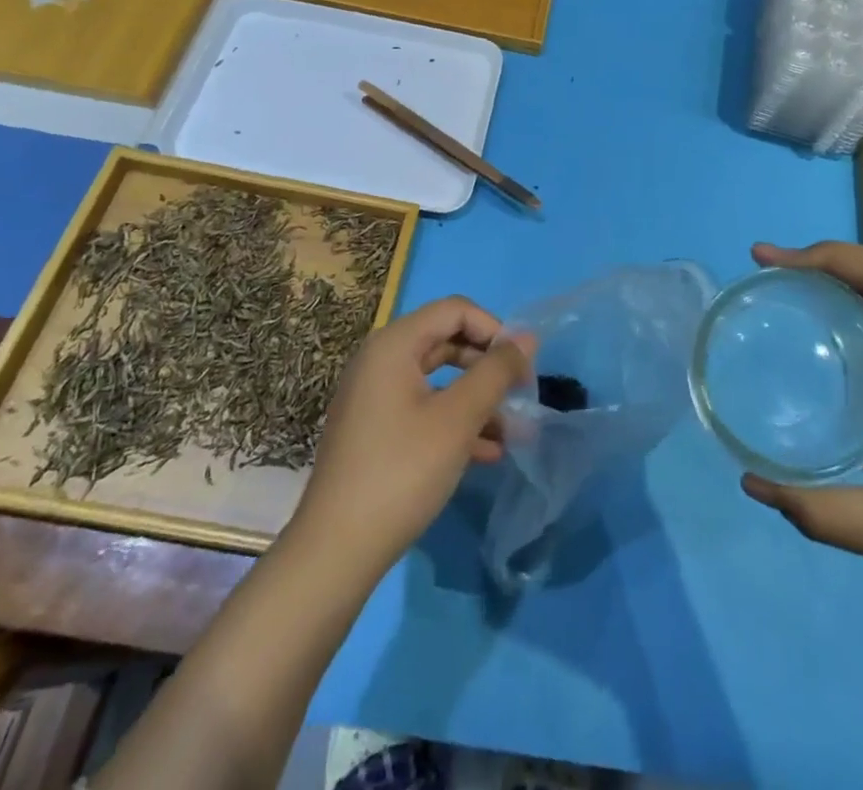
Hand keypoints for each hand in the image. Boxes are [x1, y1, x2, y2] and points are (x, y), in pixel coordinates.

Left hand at [295, 296, 529, 575]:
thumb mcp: (458, 418)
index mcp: (394, 344)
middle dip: (487, 366)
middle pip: (446, 341)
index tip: (522, 366)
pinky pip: (423, 409)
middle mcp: (380, 360)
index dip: (494, 330)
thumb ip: (495, 372)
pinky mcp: (374, 431)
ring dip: (477, 399)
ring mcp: (374, 397)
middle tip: (521, 395)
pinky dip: (455, 422)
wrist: (335, 552)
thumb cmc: (401, 472)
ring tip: (513, 431)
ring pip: (438, 380)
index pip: (455, 310)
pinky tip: (487, 453)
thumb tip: (527, 337)